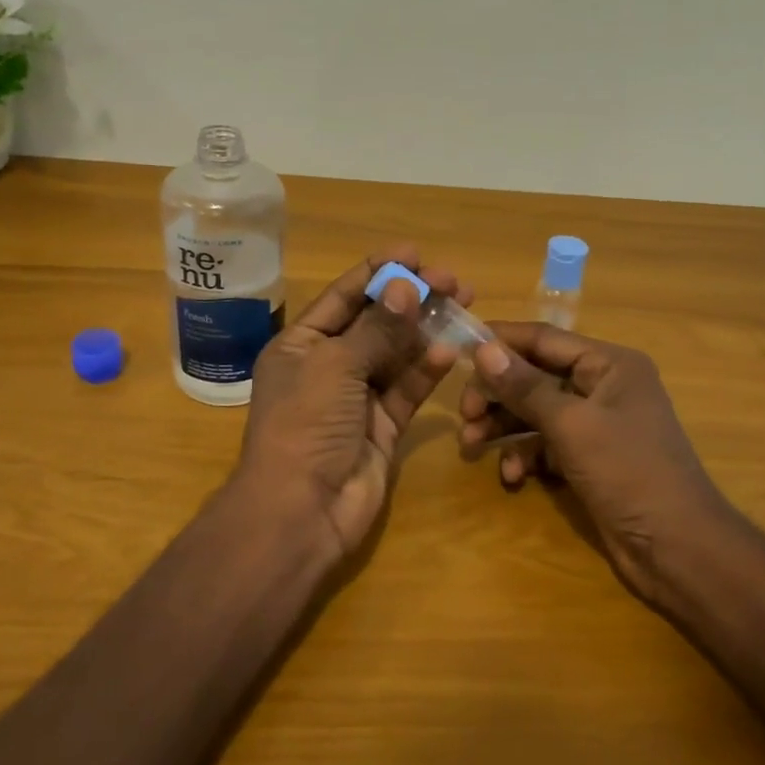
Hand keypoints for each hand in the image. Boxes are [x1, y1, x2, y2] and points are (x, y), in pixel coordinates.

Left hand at [235, 247, 471, 558]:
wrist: (301, 511)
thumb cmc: (306, 424)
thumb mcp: (336, 365)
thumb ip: (376, 328)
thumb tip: (405, 286)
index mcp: (301, 345)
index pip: (343, 297)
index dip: (377, 272)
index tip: (415, 253)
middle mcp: (328, 366)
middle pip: (375, 322)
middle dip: (411, 299)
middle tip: (452, 281)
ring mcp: (357, 397)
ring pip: (397, 353)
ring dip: (425, 329)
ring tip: (463, 302)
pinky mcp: (383, 425)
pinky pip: (407, 388)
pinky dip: (427, 368)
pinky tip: (450, 348)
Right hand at [460, 323, 732, 603]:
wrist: (678, 549)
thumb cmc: (629, 472)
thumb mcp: (572, 425)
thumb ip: (525, 386)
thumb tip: (483, 349)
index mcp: (609, 364)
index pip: (544, 339)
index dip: (501, 341)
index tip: (458, 347)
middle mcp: (603, 387)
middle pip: (535, 376)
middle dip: (498, 394)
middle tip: (465, 414)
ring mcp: (596, 425)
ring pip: (536, 412)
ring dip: (504, 427)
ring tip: (472, 446)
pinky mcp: (589, 459)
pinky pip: (546, 445)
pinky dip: (525, 456)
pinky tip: (512, 477)